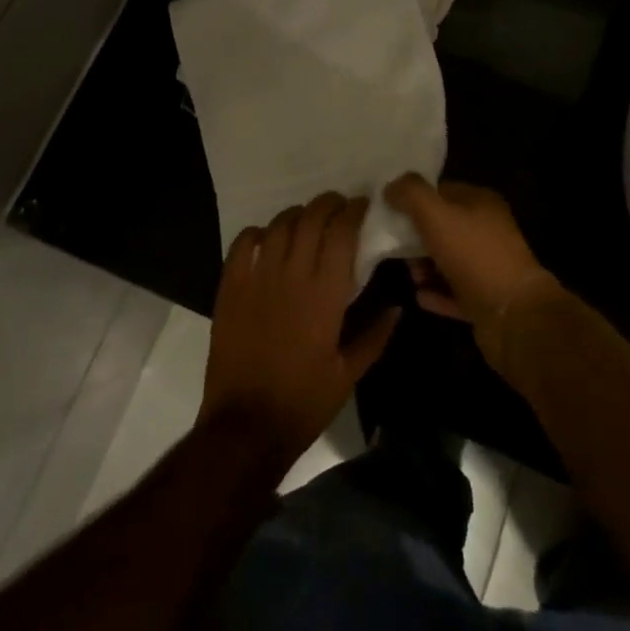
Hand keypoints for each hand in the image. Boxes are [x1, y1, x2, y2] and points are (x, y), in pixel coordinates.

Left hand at [200, 193, 399, 466]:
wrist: (245, 427)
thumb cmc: (303, 402)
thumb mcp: (349, 375)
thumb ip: (375, 336)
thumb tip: (398, 307)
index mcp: (325, 293)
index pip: (342, 232)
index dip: (353, 211)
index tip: (362, 205)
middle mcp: (292, 274)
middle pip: (311, 218)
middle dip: (328, 203)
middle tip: (338, 206)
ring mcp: (258, 278)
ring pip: (280, 224)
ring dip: (297, 215)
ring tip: (306, 219)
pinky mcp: (231, 287)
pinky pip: (243, 243)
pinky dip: (258, 232)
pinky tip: (267, 238)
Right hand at [384, 174, 565, 373]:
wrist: (514, 316)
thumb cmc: (474, 255)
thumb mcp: (436, 215)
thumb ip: (411, 194)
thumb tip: (390, 186)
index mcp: (482, 203)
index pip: (442, 190)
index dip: (415, 198)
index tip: (389, 210)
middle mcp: (488, 230)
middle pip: (443, 226)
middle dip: (417, 236)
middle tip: (394, 246)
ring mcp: (489, 266)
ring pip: (448, 260)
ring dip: (425, 266)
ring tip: (410, 275)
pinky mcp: (486, 300)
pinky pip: (454, 292)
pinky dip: (436, 293)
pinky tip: (419, 296)